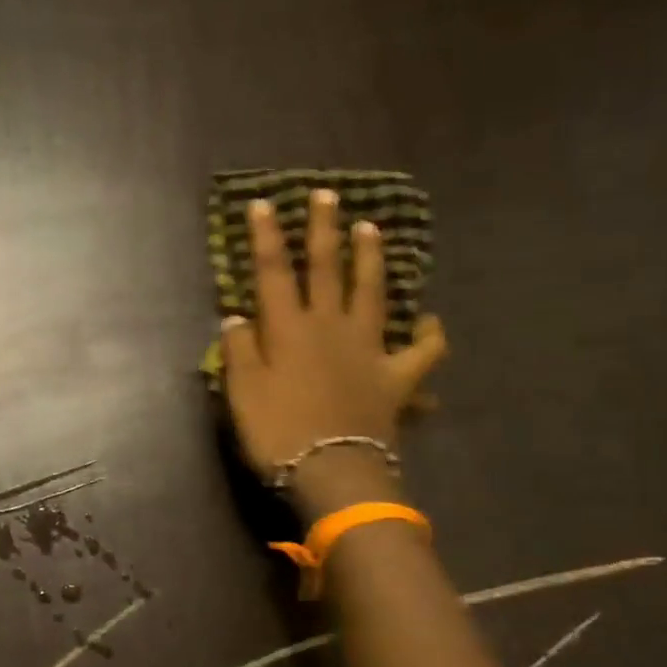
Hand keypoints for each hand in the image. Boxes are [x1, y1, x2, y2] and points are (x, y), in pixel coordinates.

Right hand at [222, 190, 446, 515]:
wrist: (333, 471)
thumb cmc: (278, 432)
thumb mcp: (241, 392)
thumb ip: (237, 350)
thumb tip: (235, 317)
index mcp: (288, 329)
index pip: (273, 272)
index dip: (266, 236)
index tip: (264, 203)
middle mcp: (330, 327)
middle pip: (326, 269)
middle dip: (323, 230)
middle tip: (327, 194)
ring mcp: (369, 349)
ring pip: (372, 293)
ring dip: (371, 259)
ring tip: (372, 229)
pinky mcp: (397, 377)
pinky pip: (422, 351)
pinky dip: (429, 334)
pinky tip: (430, 321)